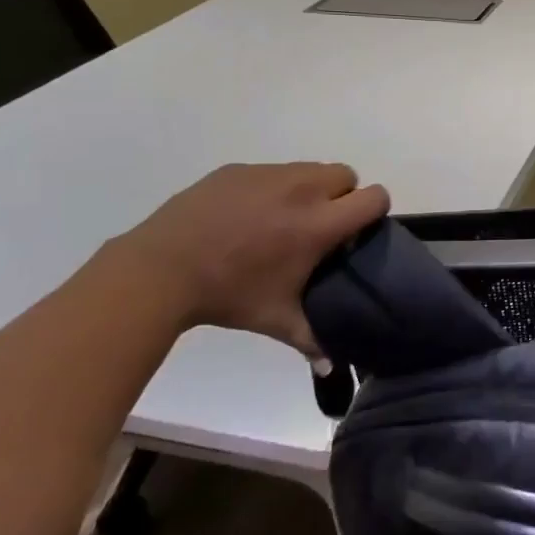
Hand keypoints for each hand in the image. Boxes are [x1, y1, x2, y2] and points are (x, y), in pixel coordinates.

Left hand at [110, 162, 388, 355]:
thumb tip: (331, 365)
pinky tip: (245, 217)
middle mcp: (303, 188)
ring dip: (308, 189)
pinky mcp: (239, 169)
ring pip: (309, 169)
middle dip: (341, 196)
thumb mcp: (276, 319)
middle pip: (346, 175)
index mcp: (319, 223)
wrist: (160, 269)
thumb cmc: (229, 295)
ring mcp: (269, 174)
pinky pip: (271, 171)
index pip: (374, 197)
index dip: (373, 212)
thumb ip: (312, 339)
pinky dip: (270, 188)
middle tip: (319, 226)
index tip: (355, 233)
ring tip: (281, 220)